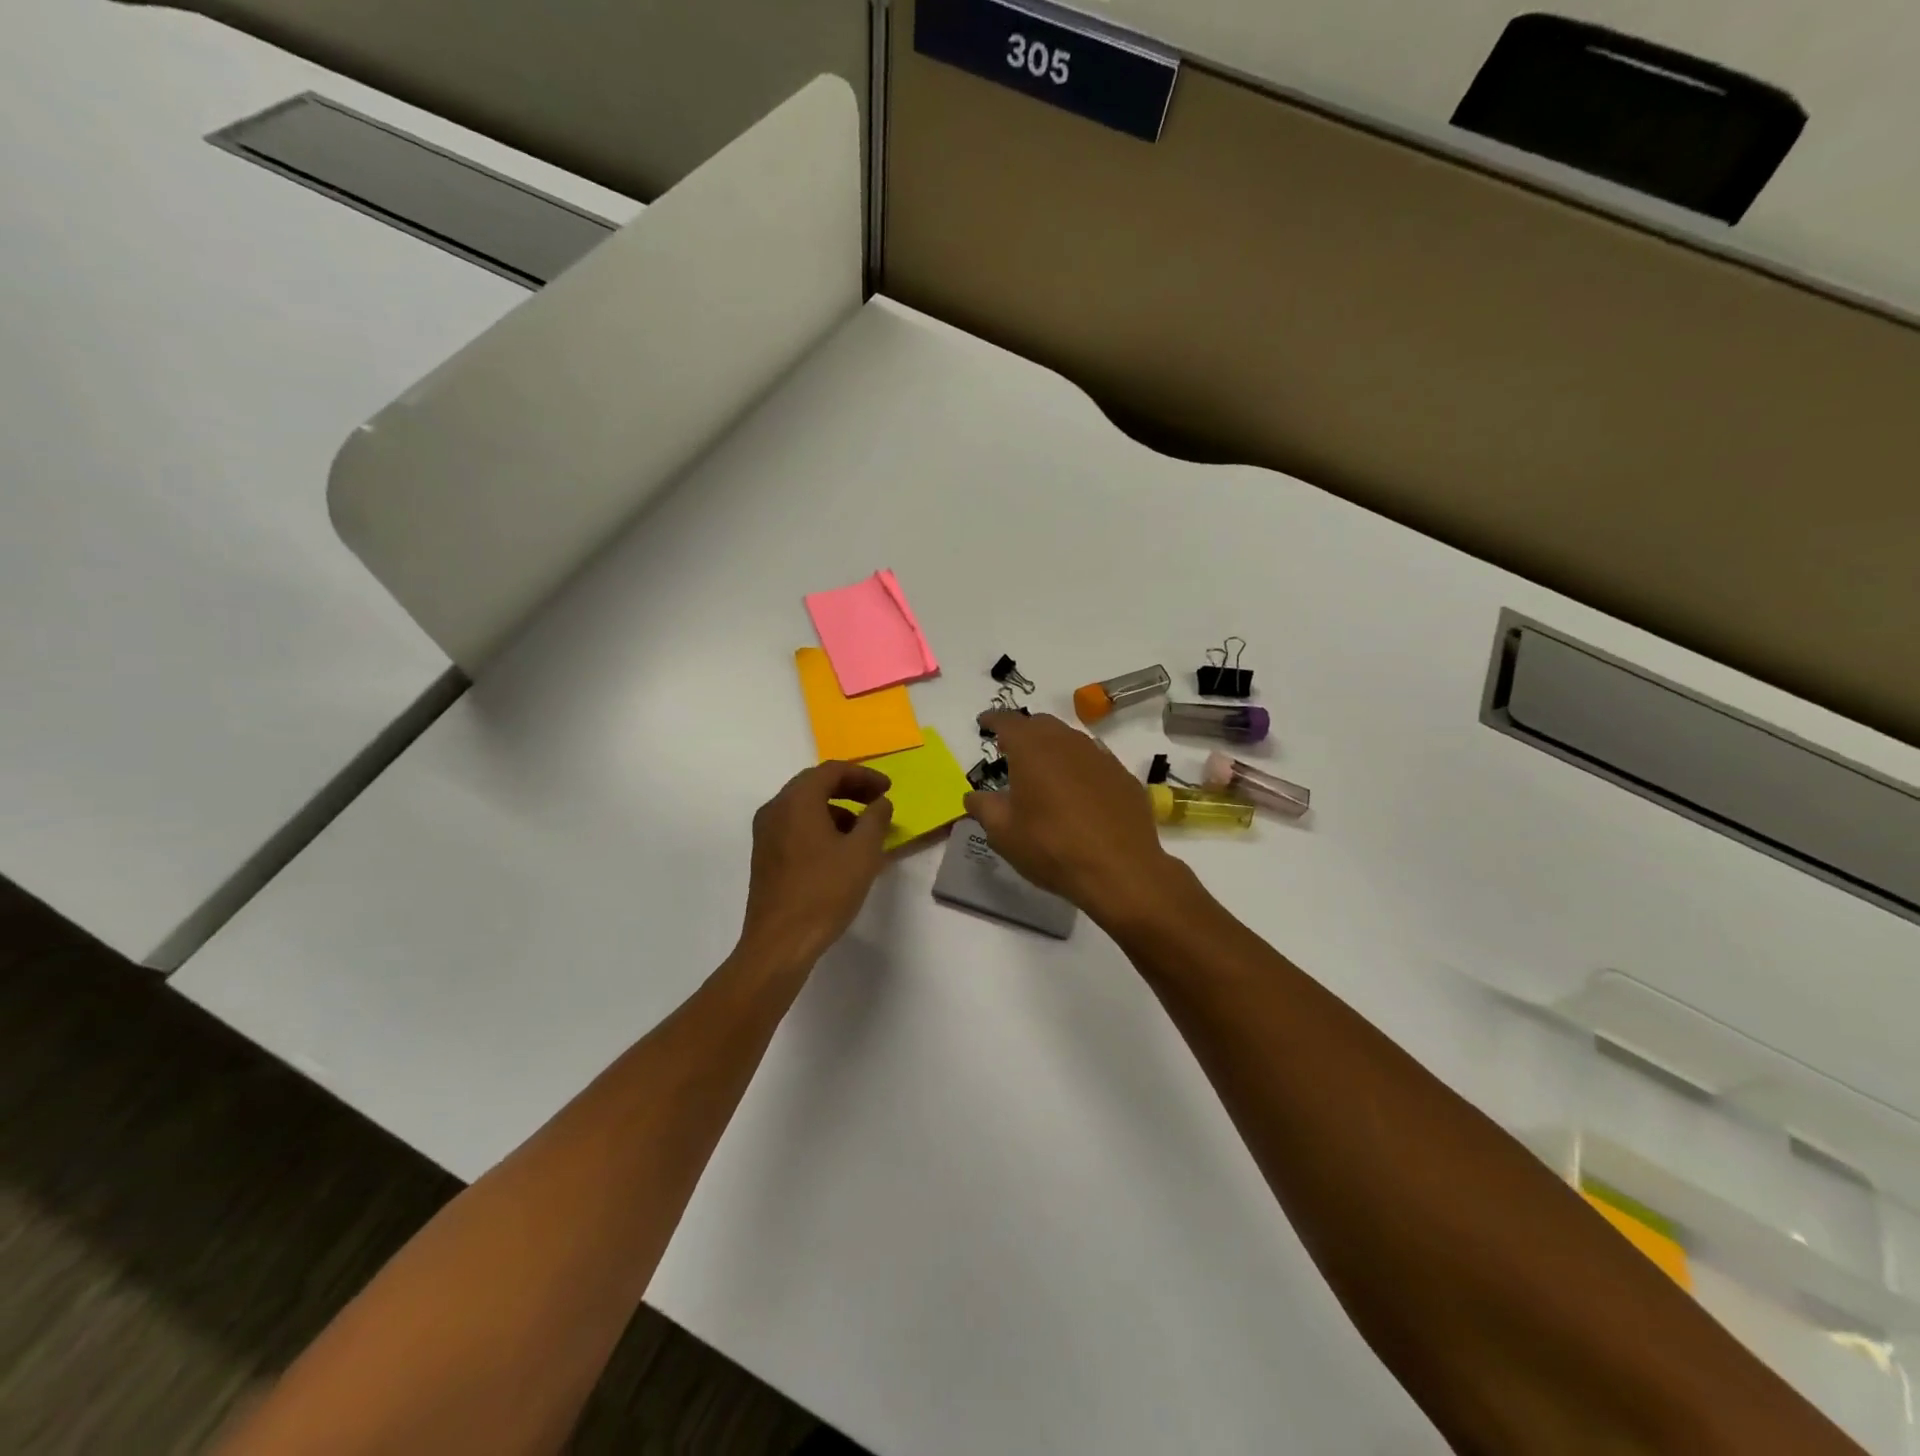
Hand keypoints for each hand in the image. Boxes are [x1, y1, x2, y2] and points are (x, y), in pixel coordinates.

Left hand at [740, 762, 895, 969]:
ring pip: (804, 806)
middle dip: (849, 789)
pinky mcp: (765, 856)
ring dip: (835, 809)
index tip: (887, 789)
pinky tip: (839, 850)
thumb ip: (876, 819)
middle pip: (815, 784)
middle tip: (877, 801)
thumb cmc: (825, 892)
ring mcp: (766, 833)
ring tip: (863, 829)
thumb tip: (880, 802)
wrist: (780, 942)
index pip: (832, 771)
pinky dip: (820, 826)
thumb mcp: (863, 852)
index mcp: (797, 801)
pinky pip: (795, 826)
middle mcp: (775, 809)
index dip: (864, 775)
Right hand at [966, 711, 1176, 924]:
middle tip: (1011, 750)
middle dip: (1024, 732)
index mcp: (1032, 748)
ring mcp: (1100, 756)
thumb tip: (974, 796)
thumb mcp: (1004, 833)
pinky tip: (1078, 792)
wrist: (1120, 870)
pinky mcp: (1123, 776)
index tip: (984, 722)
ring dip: (1053, 748)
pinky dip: (1079, 768)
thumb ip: (984, 808)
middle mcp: (1067, 742)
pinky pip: (1094, 761)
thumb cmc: (1052, 847)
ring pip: (1070, 740)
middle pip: (1041, 724)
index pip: (1008, 721)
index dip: (993, 719)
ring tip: (1044, 771)